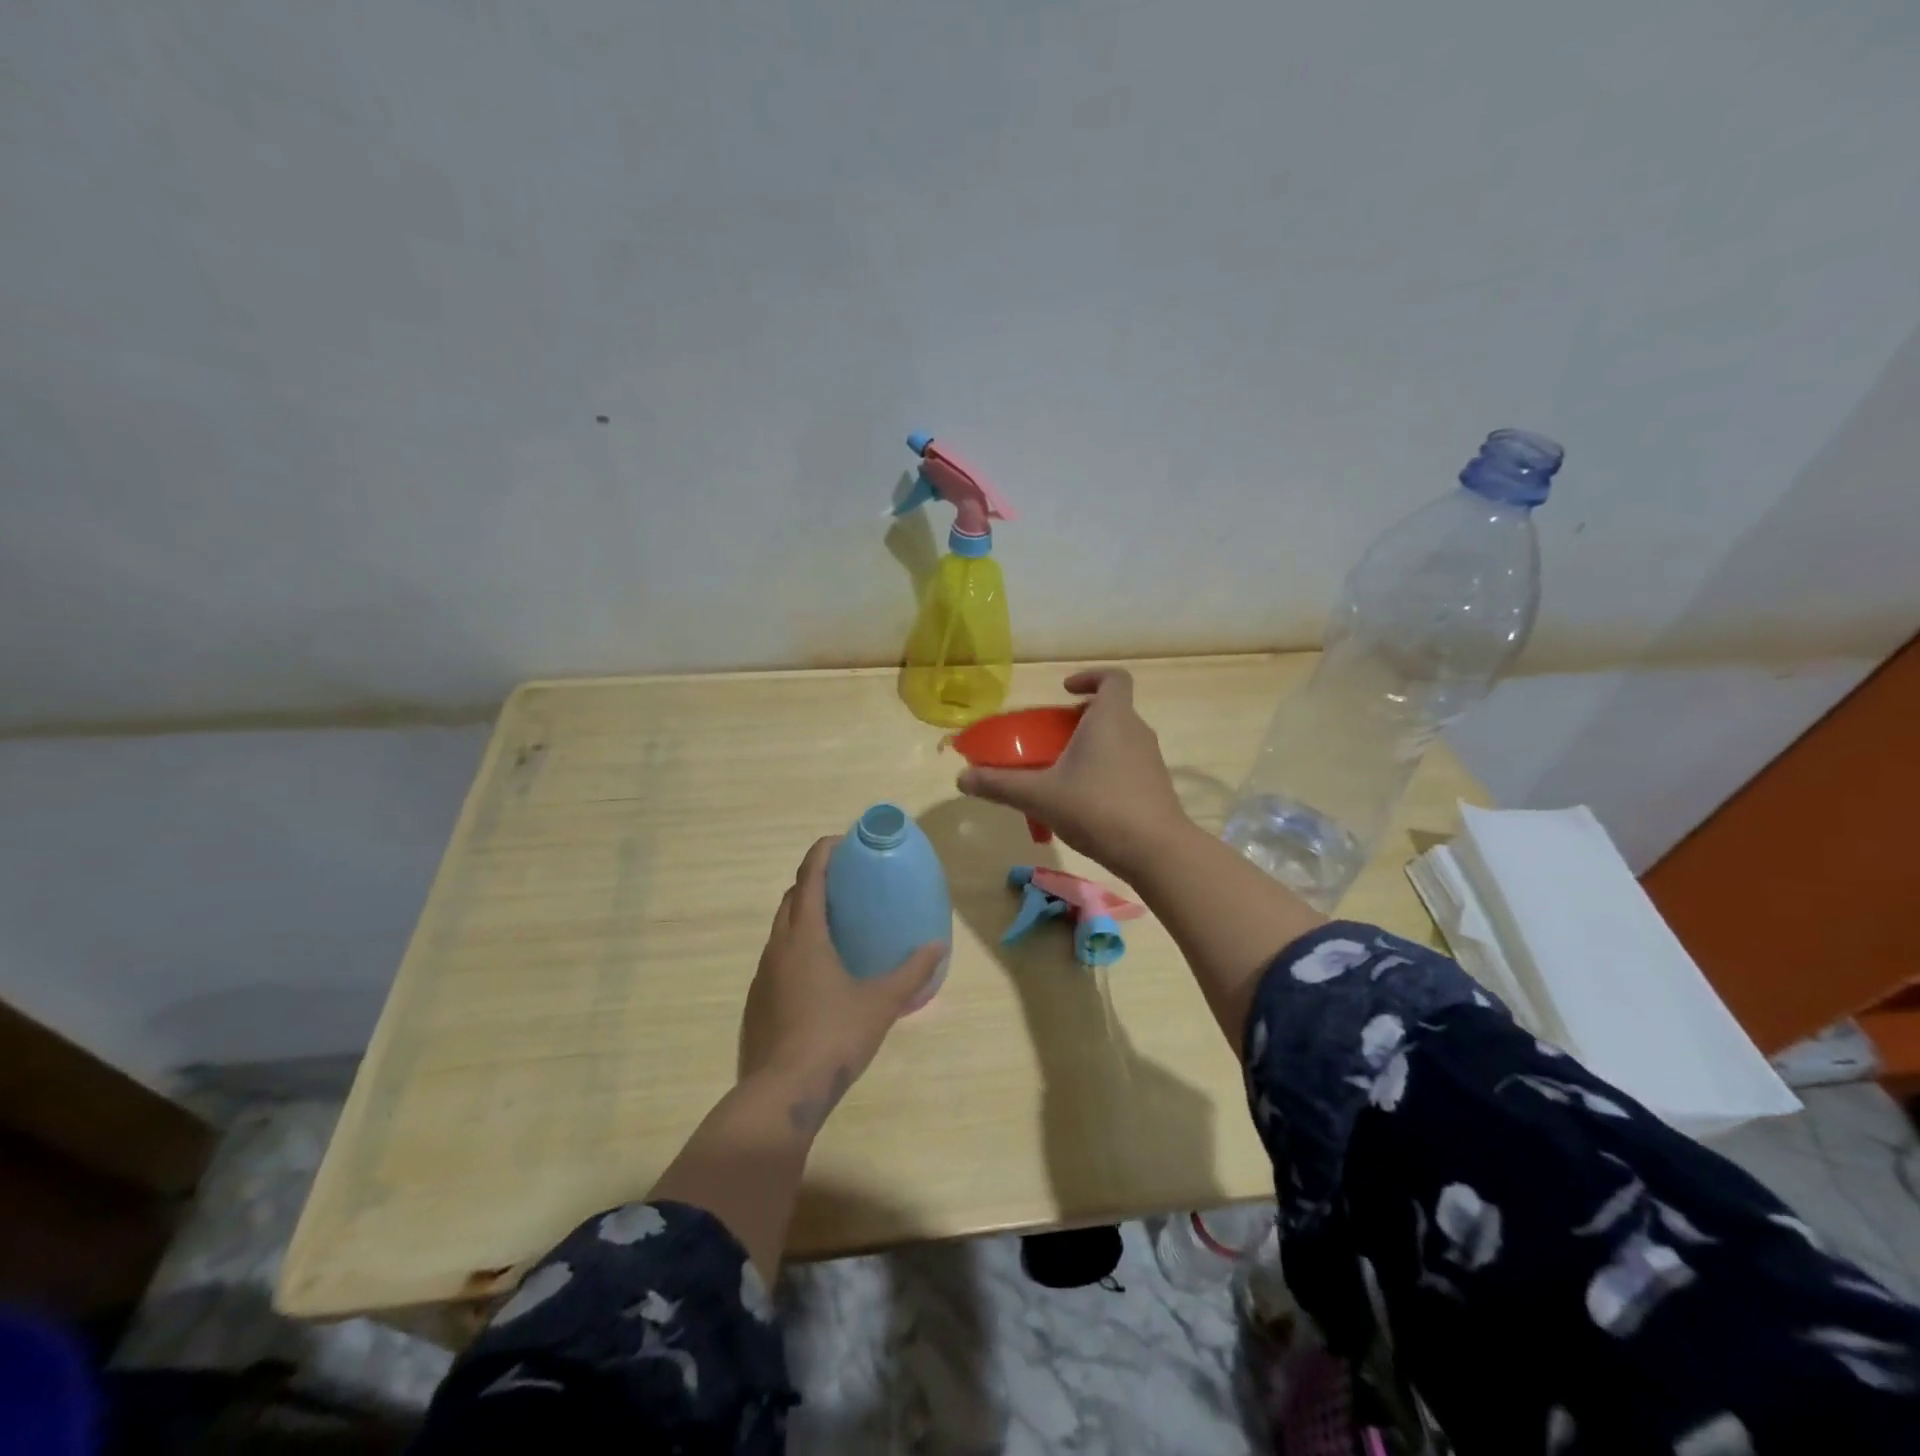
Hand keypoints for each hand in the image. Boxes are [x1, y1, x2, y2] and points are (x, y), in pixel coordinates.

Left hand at [740, 836, 944, 1134]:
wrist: (783, 1092)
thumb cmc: (835, 1036)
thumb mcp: (882, 1002)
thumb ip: (912, 971)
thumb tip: (938, 945)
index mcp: (805, 936)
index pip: (810, 877)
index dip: (823, 853)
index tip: (841, 841)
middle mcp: (778, 946)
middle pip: (792, 898)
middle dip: (813, 881)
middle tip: (845, 883)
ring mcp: (763, 974)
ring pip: (781, 929)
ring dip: (803, 915)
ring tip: (835, 924)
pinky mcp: (757, 1001)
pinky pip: (776, 958)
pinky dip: (795, 948)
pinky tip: (818, 973)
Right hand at [956, 668, 1189, 876]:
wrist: (1156, 851)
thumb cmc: (1097, 808)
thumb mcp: (1040, 796)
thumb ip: (1000, 785)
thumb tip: (962, 779)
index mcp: (1111, 718)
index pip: (1113, 678)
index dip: (1089, 677)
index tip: (1065, 691)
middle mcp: (1136, 731)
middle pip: (1111, 710)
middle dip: (1080, 719)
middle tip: (1052, 739)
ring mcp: (1150, 759)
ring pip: (1119, 739)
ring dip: (1092, 746)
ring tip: (1062, 773)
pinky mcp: (1155, 786)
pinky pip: (1127, 764)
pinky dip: (1105, 770)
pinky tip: (1084, 802)